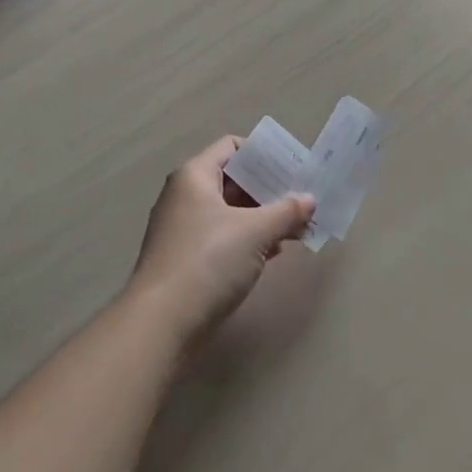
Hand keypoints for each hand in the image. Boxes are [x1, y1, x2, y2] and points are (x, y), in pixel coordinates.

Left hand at [125, 137, 314, 347]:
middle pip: (233, 180)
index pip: (232, 147)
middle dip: (269, 190)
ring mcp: (183, 229)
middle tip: (302, 200)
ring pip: (230, 211)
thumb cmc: (208, 261)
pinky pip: (223, 237)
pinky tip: (274, 252)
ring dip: (263, 217)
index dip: (264, 154)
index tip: (293, 168)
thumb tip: (310, 199)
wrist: (161, 324)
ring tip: (297, 228)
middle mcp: (185, 195)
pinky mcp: (186, 259)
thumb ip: (286, 211)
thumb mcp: (254, 232)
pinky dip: (248, 239)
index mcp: (195, 175)